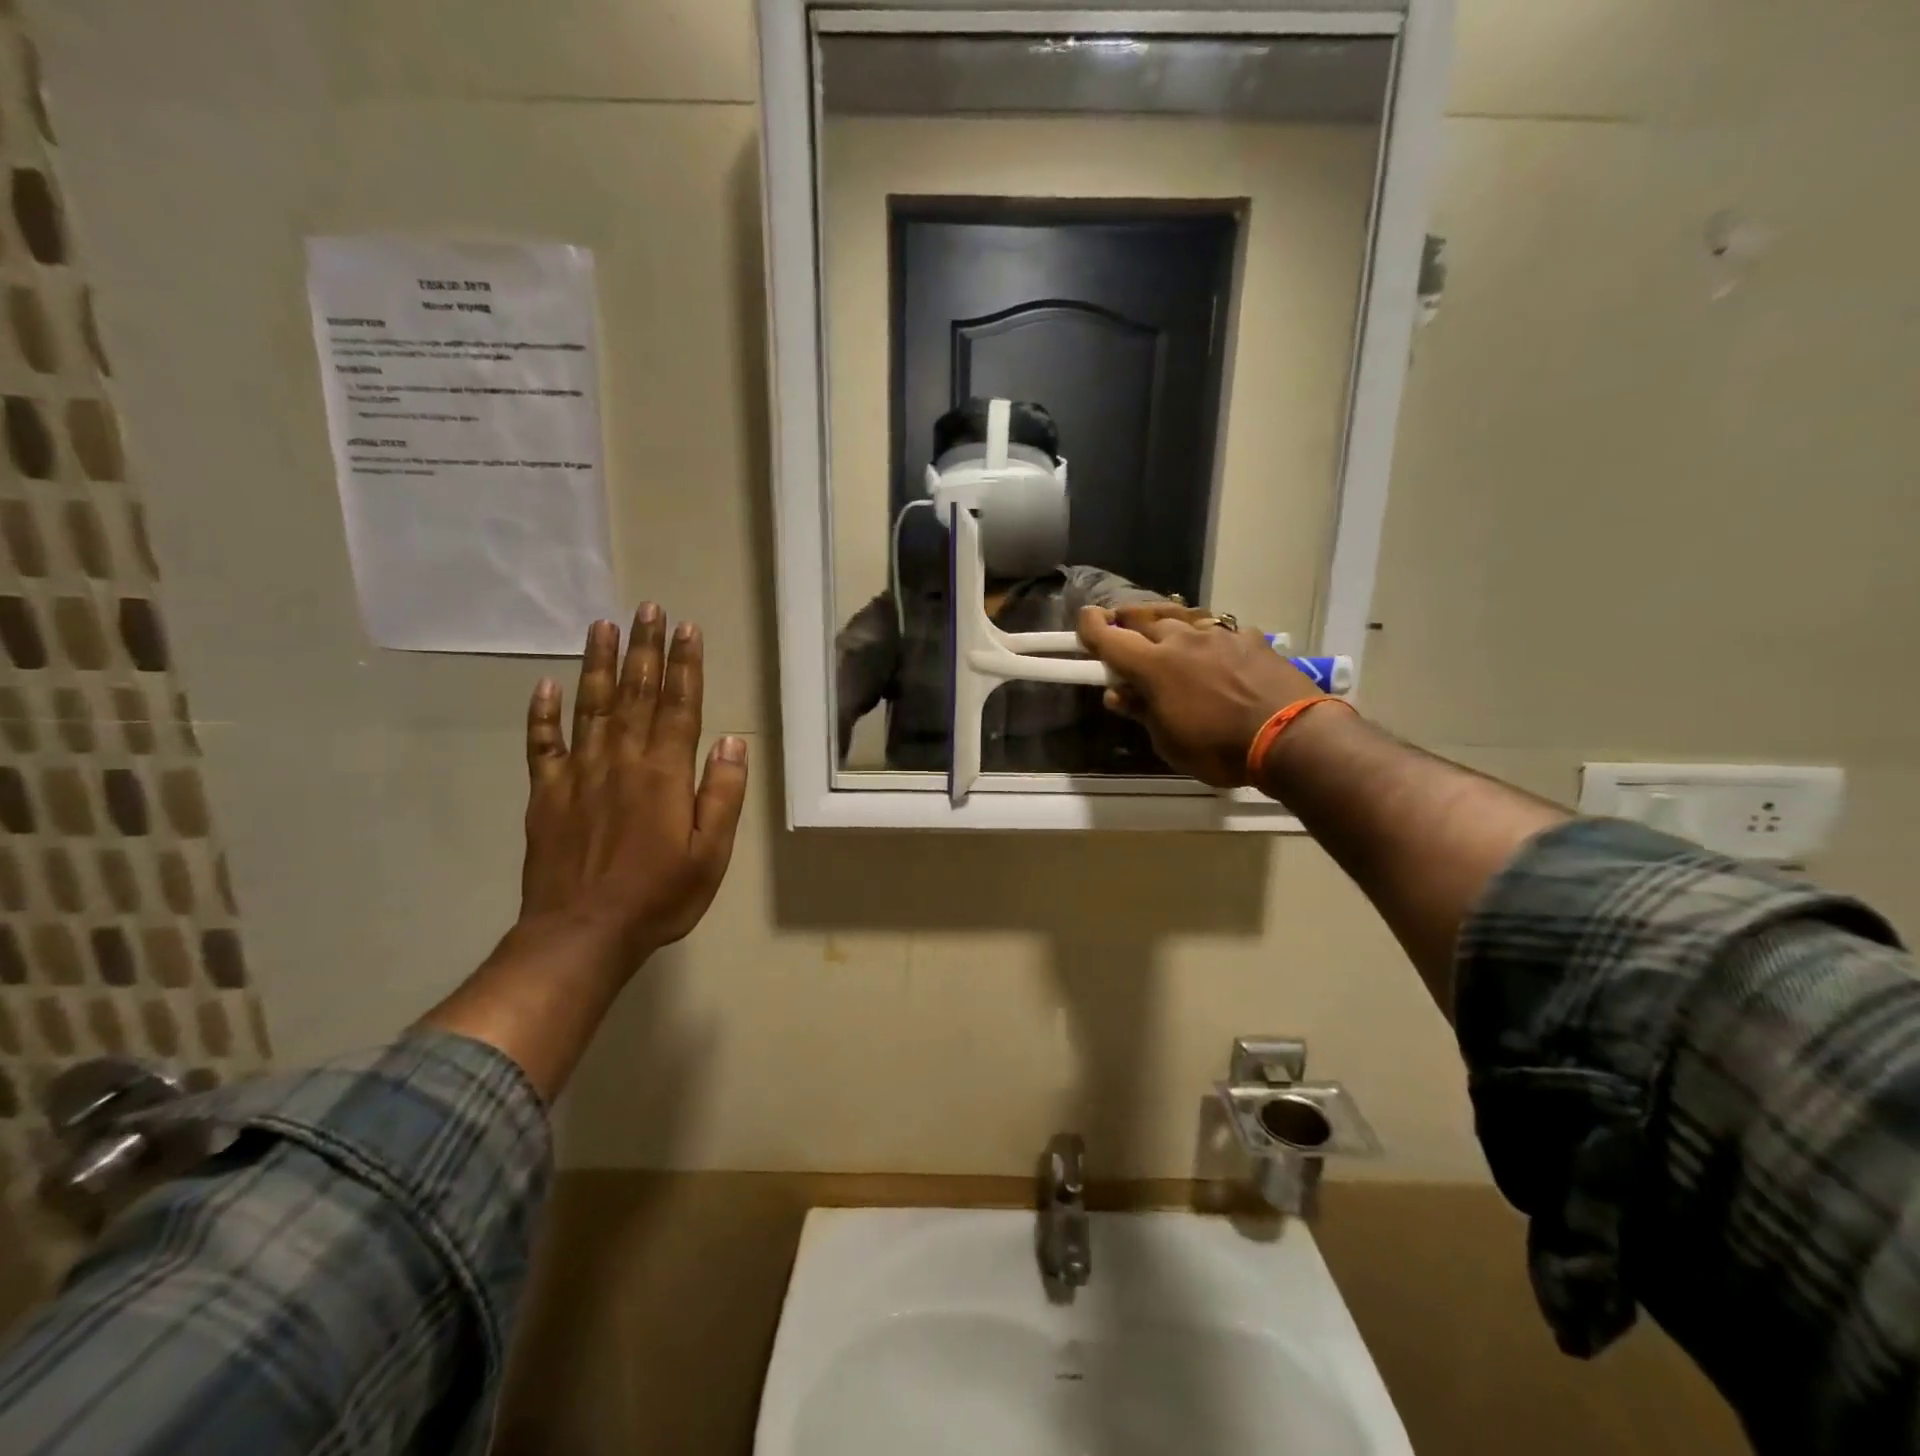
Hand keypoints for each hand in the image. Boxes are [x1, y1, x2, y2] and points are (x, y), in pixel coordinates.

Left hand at [518, 604, 747, 968]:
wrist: (581, 934)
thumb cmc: (659, 896)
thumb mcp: (711, 852)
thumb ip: (722, 793)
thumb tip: (731, 741)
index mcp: (664, 773)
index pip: (679, 705)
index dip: (685, 665)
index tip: (686, 628)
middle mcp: (621, 761)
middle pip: (635, 693)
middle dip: (644, 648)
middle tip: (647, 608)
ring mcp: (578, 775)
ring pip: (590, 707)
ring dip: (598, 664)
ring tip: (603, 626)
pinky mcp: (545, 795)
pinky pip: (542, 746)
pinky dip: (542, 714)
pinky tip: (546, 686)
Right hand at [1076, 605, 1323, 786]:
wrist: (1291, 736)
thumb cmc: (1220, 749)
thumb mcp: (1170, 742)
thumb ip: (1142, 712)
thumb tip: (1118, 694)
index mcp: (1154, 666)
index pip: (1110, 637)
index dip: (1091, 626)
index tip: (1083, 620)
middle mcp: (1182, 640)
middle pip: (1143, 618)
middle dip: (1125, 620)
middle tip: (1119, 628)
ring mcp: (1219, 635)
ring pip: (1180, 617)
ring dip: (1162, 621)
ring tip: (1159, 629)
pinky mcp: (1249, 638)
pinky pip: (1216, 628)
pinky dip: (1203, 635)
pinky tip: (1210, 648)